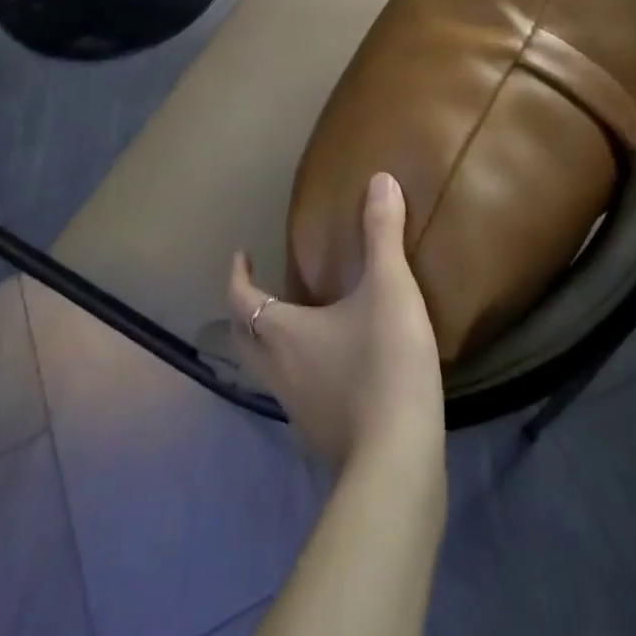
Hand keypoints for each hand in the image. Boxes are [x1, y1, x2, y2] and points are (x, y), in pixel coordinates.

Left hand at [228, 173, 443, 469]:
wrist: (399, 457)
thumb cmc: (384, 362)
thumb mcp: (389, 288)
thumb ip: (382, 234)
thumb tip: (380, 179)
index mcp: (282, 333)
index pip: (240, 300)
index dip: (237, 275)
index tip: (241, 254)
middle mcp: (277, 372)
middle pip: (244, 340)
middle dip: (244, 312)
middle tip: (260, 290)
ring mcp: (296, 411)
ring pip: (267, 371)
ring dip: (270, 344)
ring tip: (296, 325)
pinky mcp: (320, 437)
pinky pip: (296, 396)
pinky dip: (300, 375)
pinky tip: (331, 371)